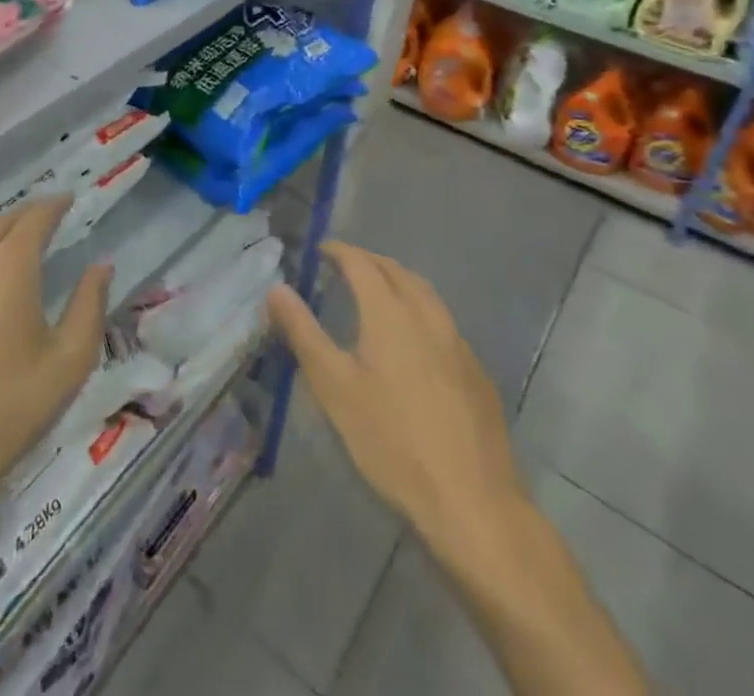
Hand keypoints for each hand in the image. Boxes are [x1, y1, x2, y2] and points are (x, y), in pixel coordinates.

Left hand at [0, 197, 110, 574]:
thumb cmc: (7, 408)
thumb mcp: (69, 361)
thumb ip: (90, 304)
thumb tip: (102, 265)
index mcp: (9, 263)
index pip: (36, 216)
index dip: (55, 204)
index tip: (69, 199)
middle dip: (25, 217)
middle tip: (44, 220)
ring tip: (7, 246)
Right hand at [268, 242, 522, 565]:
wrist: (472, 502)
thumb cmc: (392, 441)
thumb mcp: (334, 387)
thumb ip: (303, 332)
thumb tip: (277, 288)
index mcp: (390, 312)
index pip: (361, 263)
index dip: (339, 251)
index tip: (320, 251)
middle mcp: (427, 315)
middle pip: (396, 271)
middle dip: (368, 261)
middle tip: (343, 266)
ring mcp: (458, 343)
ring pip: (424, 293)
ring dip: (397, 281)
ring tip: (377, 292)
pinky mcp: (476, 372)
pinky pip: (443, 321)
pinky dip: (420, 309)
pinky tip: (413, 339)